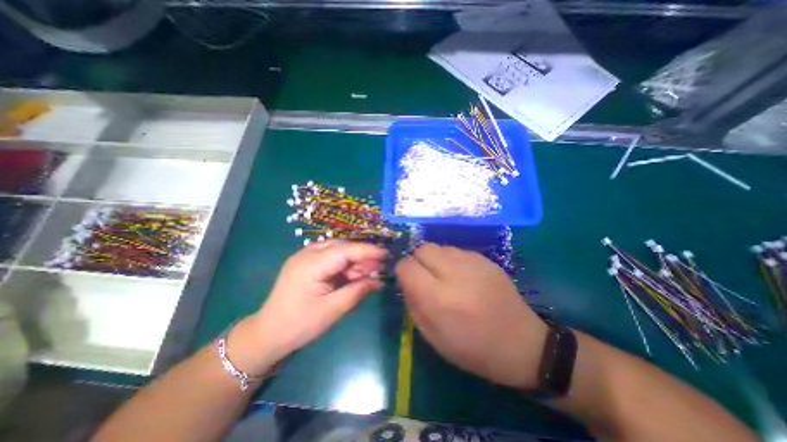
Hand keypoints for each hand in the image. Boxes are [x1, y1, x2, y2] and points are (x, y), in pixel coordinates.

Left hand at [228, 239, 385, 373]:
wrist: (267, 334)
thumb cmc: (300, 325)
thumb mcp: (333, 310)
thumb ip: (357, 291)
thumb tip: (379, 281)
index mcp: (311, 264)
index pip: (345, 250)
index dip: (368, 251)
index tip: (386, 254)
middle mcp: (307, 254)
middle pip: (342, 247)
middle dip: (362, 256)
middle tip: (379, 267)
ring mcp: (304, 257)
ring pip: (337, 250)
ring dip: (354, 260)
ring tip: (369, 273)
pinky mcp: (306, 263)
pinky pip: (330, 257)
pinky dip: (344, 265)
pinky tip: (354, 274)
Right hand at [394, 242, 547, 389]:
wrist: (521, 344)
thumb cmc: (473, 348)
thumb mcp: (432, 337)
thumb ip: (413, 304)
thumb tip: (406, 281)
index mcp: (438, 298)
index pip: (407, 266)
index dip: (402, 270)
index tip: (407, 280)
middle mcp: (454, 274)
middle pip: (422, 249)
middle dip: (417, 260)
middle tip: (425, 277)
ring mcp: (473, 263)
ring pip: (439, 247)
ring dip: (434, 259)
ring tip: (444, 276)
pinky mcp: (486, 259)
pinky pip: (456, 250)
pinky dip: (451, 259)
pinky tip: (462, 276)